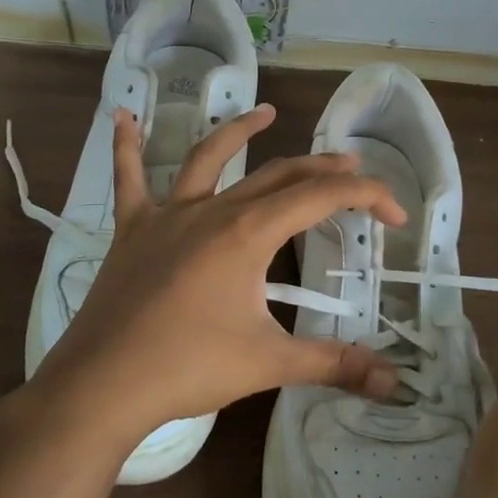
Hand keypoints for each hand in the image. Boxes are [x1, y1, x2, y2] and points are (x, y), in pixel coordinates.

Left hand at [38, 103, 407, 447]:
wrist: (102, 385)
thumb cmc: (188, 368)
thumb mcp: (269, 363)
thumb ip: (333, 364)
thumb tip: (392, 382)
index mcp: (247, 232)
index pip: (320, 197)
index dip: (366, 197)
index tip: (394, 215)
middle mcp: (211, 210)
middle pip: (277, 174)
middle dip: (320, 168)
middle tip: (351, 169)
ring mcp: (167, 215)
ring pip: (208, 159)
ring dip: (239, 132)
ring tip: (266, 112)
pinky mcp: (133, 230)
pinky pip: (129, 180)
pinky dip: (127, 147)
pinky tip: (121, 116)